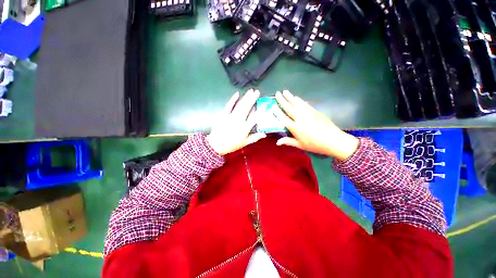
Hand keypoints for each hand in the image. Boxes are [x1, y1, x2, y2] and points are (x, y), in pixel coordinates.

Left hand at [207, 89, 265, 154]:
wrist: (216, 145)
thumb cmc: (232, 144)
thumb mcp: (245, 143)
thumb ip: (255, 138)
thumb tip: (264, 134)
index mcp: (245, 128)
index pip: (254, 118)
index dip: (260, 111)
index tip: (264, 105)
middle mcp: (239, 120)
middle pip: (247, 108)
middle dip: (252, 99)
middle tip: (257, 92)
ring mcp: (231, 116)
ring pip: (240, 105)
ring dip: (245, 97)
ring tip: (250, 91)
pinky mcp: (224, 114)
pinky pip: (229, 105)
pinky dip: (233, 99)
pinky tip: (237, 93)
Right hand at [274, 90, 358, 160]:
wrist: (333, 140)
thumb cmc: (315, 145)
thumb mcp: (300, 145)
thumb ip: (288, 141)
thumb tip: (277, 142)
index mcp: (295, 127)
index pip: (284, 118)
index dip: (277, 112)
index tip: (273, 106)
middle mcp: (300, 118)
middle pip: (289, 107)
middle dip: (282, 100)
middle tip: (277, 93)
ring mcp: (308, 113)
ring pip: (297, 103)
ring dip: (290, 97)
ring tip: (285, 91)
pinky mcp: (315, 111)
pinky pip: (305, 104)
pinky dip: (300, 100)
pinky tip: (297, 98)